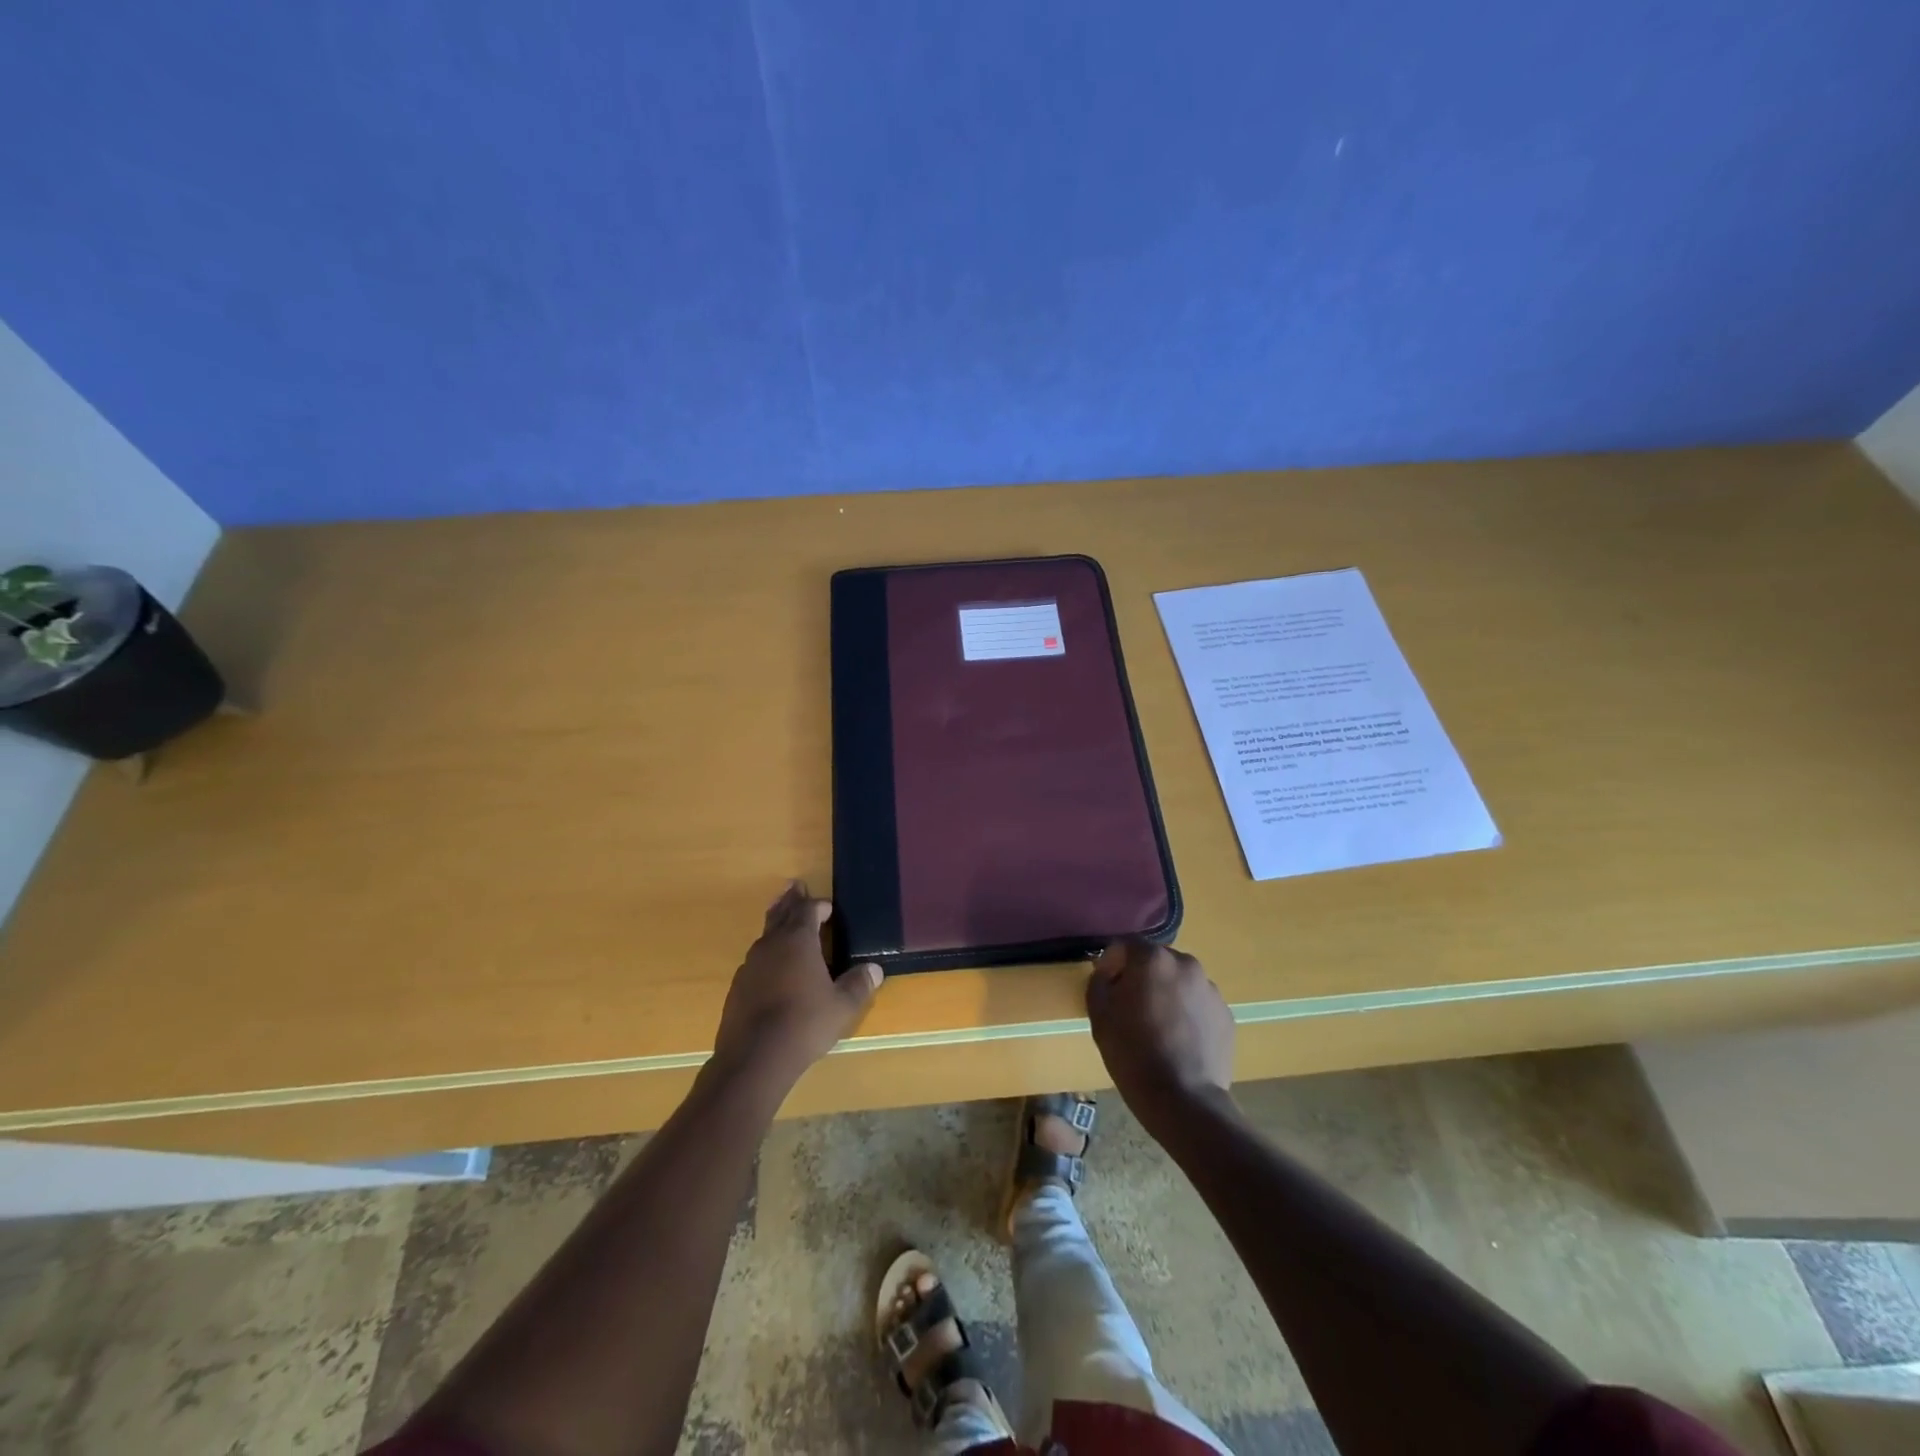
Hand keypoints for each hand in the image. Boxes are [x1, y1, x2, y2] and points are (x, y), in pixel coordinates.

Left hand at [711, 882, 881, 1090]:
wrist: (754, 1058)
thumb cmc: (804, 1024)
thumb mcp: (841, 1006)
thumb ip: (858, 985)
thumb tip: (875, 969)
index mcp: (798, 941)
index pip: (808, 910)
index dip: (818, 905)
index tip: (828, 907)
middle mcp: (771, 945)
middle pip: (780, 914)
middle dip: (790, 901)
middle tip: (794, 886)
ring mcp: (750, 966)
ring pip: (765, 936)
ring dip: (776, 925)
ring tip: (782, 921)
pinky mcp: (737, 988)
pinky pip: (756, 961)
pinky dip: (767, 956)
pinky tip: (771, 970)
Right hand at [1087, 939, 1233, 1132]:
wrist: (1184, 1099)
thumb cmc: (1133, 1053)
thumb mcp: (1099, 1015)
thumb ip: (1099, 981)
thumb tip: (1108, 974)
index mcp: (1153, 959)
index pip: (1126, 945)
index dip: (1111, 962)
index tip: (1106, 986)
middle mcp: (1186, 964)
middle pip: (1156, 961)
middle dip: (1141, 976)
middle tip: (1130, 1007)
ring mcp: (1210, 990)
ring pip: (1179, 982)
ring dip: (1166, 994)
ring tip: (1157, 1027)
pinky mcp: (1226, 1015)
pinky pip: (1198, 1004)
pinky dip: (1186, 1013)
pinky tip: (1178, 1041)